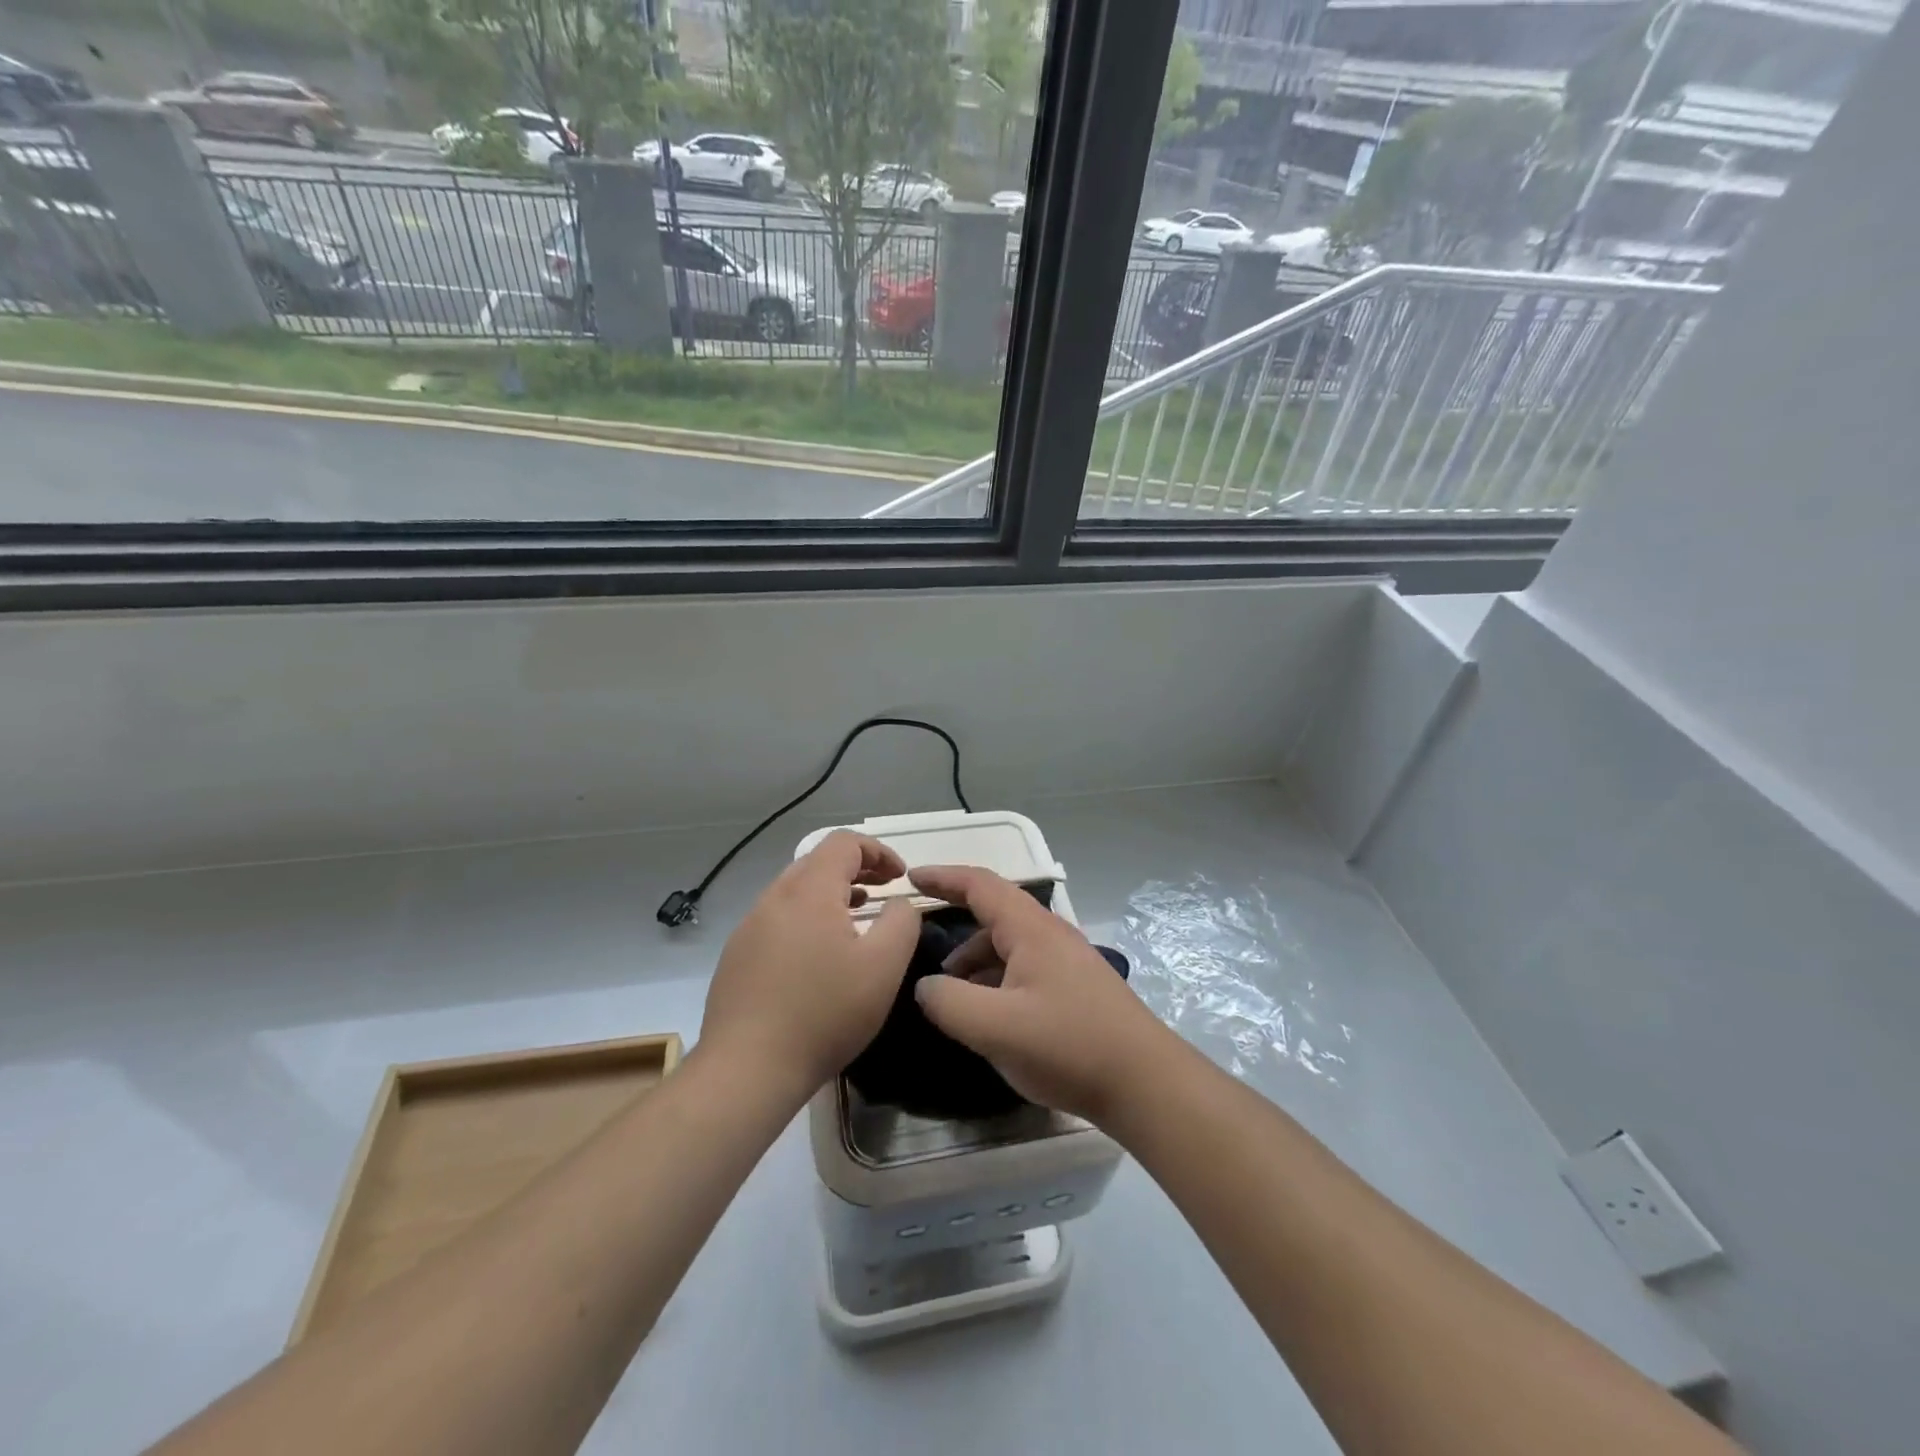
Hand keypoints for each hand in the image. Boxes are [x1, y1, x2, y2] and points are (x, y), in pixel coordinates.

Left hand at [700, 831, 920, 1100]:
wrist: (746, 1069)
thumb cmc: (824, 1013)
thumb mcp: (883, 966)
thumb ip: (901, 921)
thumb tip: (898, 901)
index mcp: (809, 891)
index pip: (844, 842)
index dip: (878, 851)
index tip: (900, 876)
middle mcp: (774, 898)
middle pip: (818, 861)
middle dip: (856, 869)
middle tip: (883, 891)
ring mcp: (749, 926)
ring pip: (796, 891)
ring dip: (831, 894)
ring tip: (856, 918)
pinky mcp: (737, 955)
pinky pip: (778, 919)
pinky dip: (807, 918)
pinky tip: (818, 956)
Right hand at [907, 865, 1176, 1123]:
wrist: (1145, 1083)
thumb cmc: (1068, 1045)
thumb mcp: (996, 1027)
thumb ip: (948, 1002)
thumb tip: (925, 987)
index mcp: (1031, 929)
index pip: (980, 885)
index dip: (943, 876)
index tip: (910, 877)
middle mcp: (1050, 935)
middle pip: (994, 914)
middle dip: (955, 924)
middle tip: (920, 944)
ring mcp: (1066, 962)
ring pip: (1009, 946)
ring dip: (975, 961)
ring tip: (949, 994)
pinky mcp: (1075, 989)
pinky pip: (1023, 970)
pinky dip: (996, 981)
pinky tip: (988, 1015)